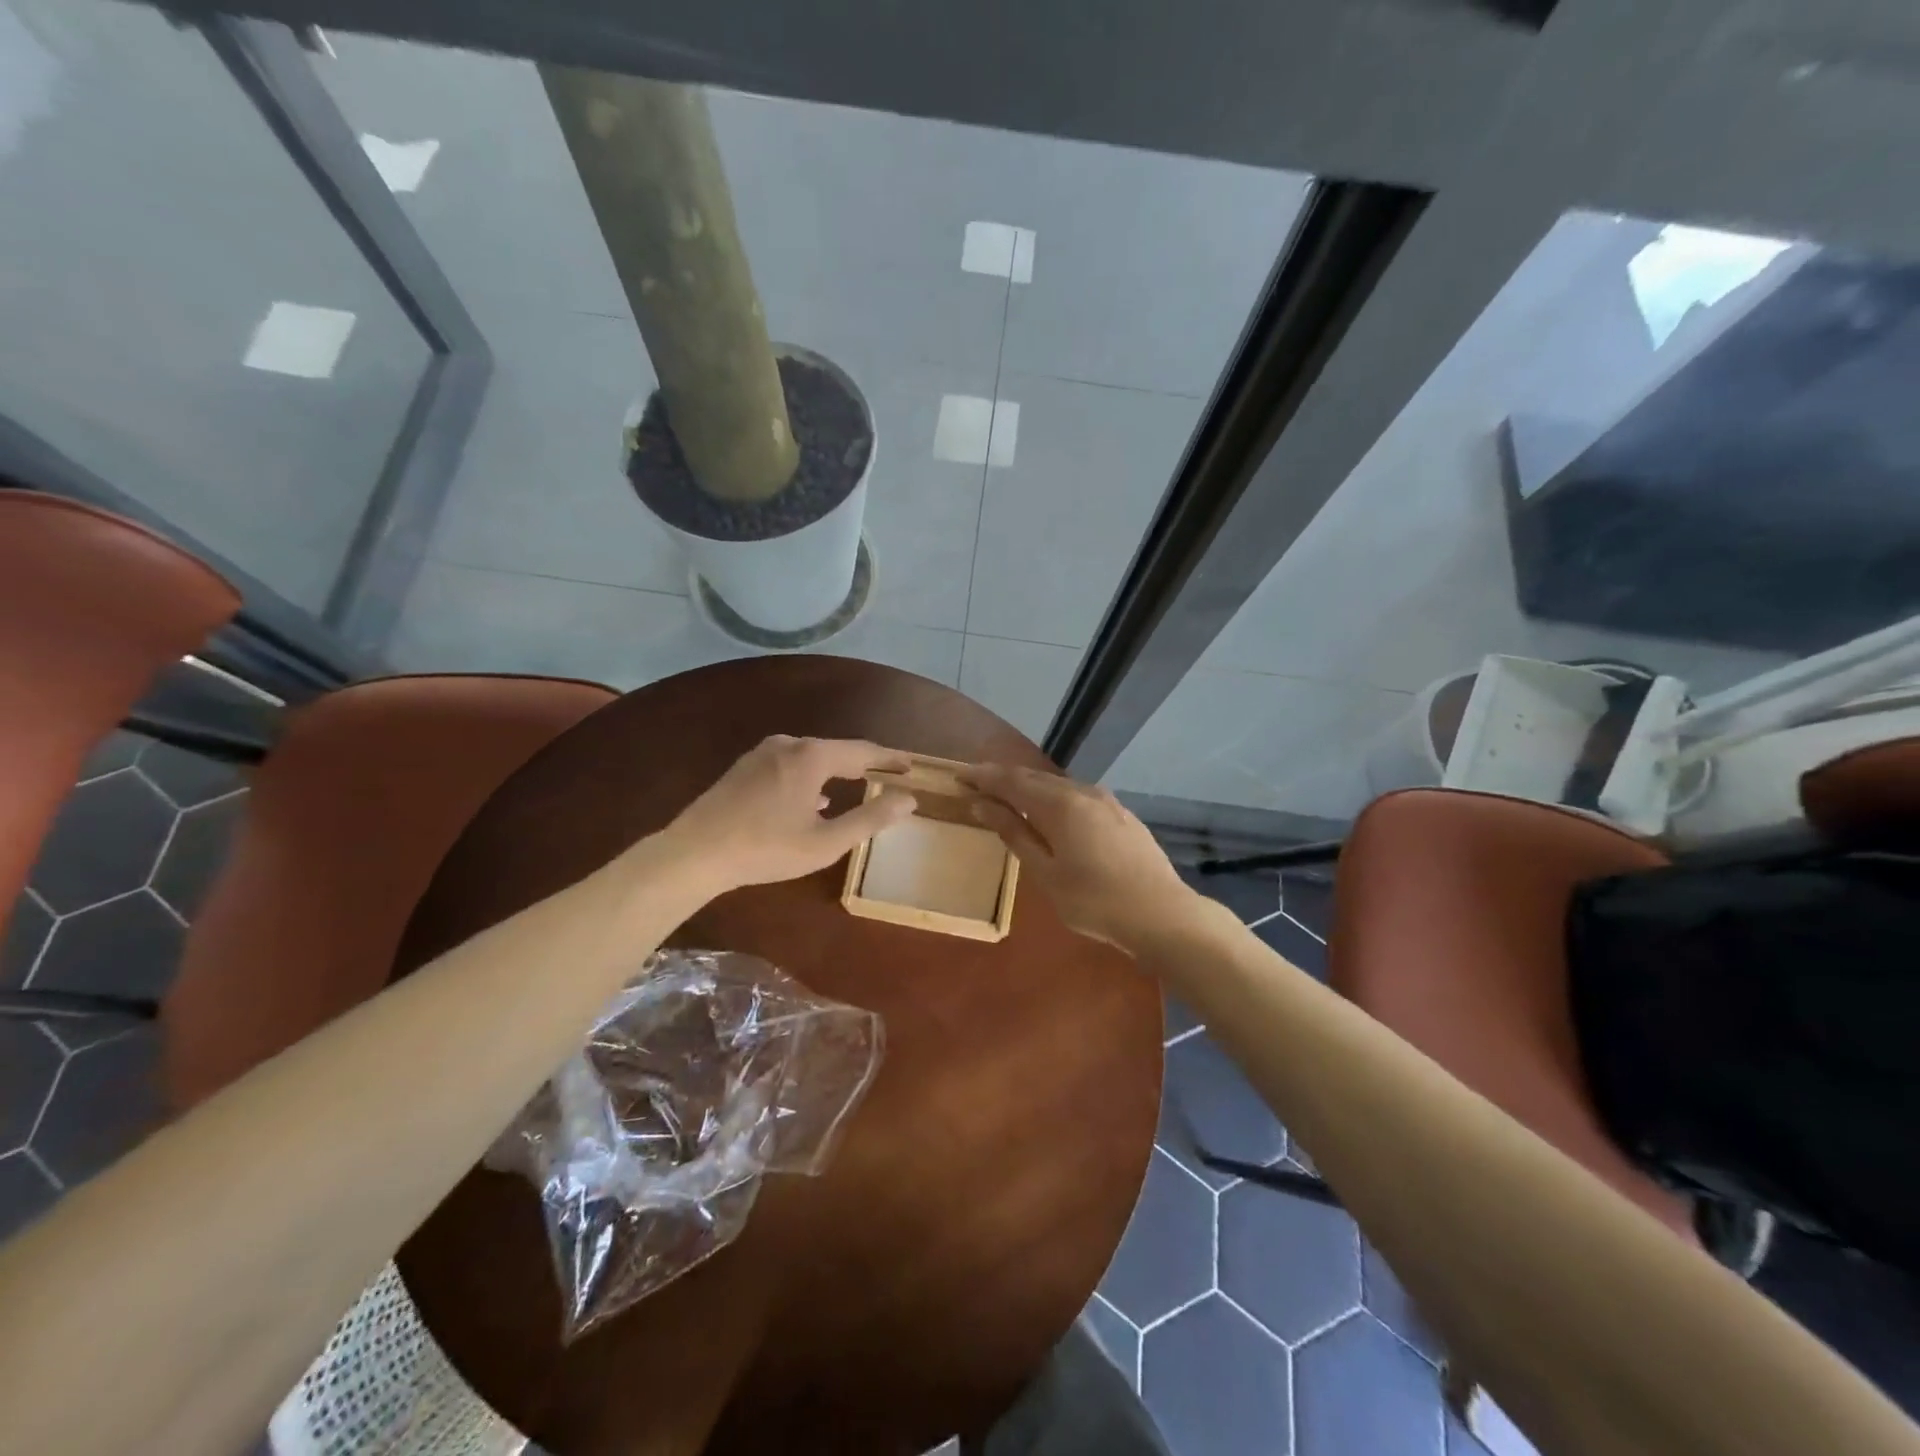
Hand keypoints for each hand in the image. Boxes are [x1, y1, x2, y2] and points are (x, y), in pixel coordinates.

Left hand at [661, 735, 915, 894]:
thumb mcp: (826, 842)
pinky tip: (813, 799)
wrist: (694, 853)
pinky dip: (811, 778)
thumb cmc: (766, 848)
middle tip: (888, 776)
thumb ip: (871, 818)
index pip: (863, 751)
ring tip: (857, 786)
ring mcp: (762, 753)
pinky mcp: (745, 767)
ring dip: (837, 772)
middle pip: (837, 751)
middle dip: (864, 764)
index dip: (890, 759)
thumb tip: (908, 799)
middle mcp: (789, 744)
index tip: (911, 767)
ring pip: (812, 758)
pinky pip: (790, 765)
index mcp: (812, 756)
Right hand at [961, 764, 1198, 951]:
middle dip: (1003, 779)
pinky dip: (1054, 798)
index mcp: (1059, 804)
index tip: (959, 775)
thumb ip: (1014, 833)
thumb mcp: (1045, 872)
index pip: (1011, 780)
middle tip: (976, 783)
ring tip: (1008, 798)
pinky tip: (1051, 813)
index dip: (983, 776)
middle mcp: (1082, 791)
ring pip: (1058, 786)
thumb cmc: (1094, 901)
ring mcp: (1106, 801)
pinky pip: (1077, 796)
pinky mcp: (1121, 814)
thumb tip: (982, 804)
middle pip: (1034, 778)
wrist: (1161, 914)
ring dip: (1030, 788)